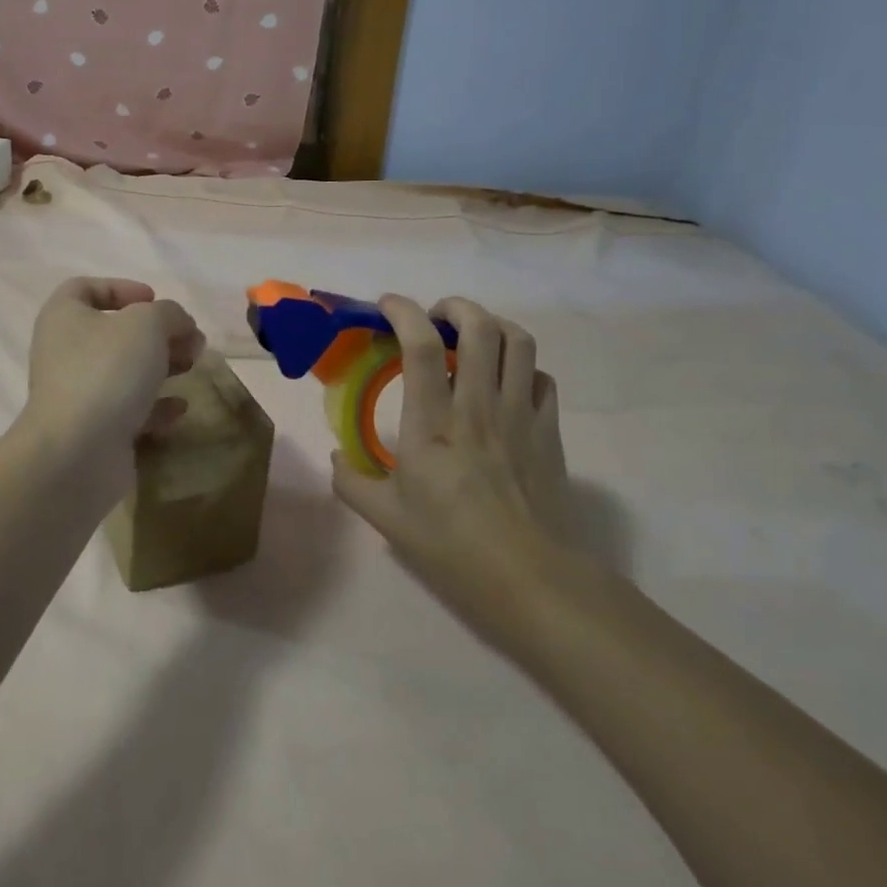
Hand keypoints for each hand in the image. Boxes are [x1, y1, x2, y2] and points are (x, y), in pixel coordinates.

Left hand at [22, 278, 205, 456]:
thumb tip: (178, 323)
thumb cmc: (107, 370)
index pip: (84, 288)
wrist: (78, 452)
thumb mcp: (147, 324)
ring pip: (124, 372)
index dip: (120, 288)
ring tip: (192, 368)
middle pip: (114, 333)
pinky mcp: (93, 430)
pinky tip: (179, 409)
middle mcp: (64, 353)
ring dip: (161, 367)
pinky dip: (155, 407)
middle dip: (157, 333)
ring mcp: (77, 394)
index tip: (154, 299)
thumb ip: (169, 313)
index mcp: (64, 317)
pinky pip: (127, 410)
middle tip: (190, 340)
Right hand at [331, 295, 571, 645]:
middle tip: (434, 317)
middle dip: (454, 306)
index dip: (402, 311)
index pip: (420, 345)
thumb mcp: (386, 519)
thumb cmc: (453, 547)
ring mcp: (520, 415)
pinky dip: (523, 366)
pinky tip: (506, 381)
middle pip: (479, 327)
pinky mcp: (550, 431)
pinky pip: (542, 378)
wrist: (533, 580)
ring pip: (518, 342)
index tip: (386, 306)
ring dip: (492, 325)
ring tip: (472, 336)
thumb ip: (352, 482)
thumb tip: (337, 459)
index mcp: (432, 423)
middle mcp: (479, 406)